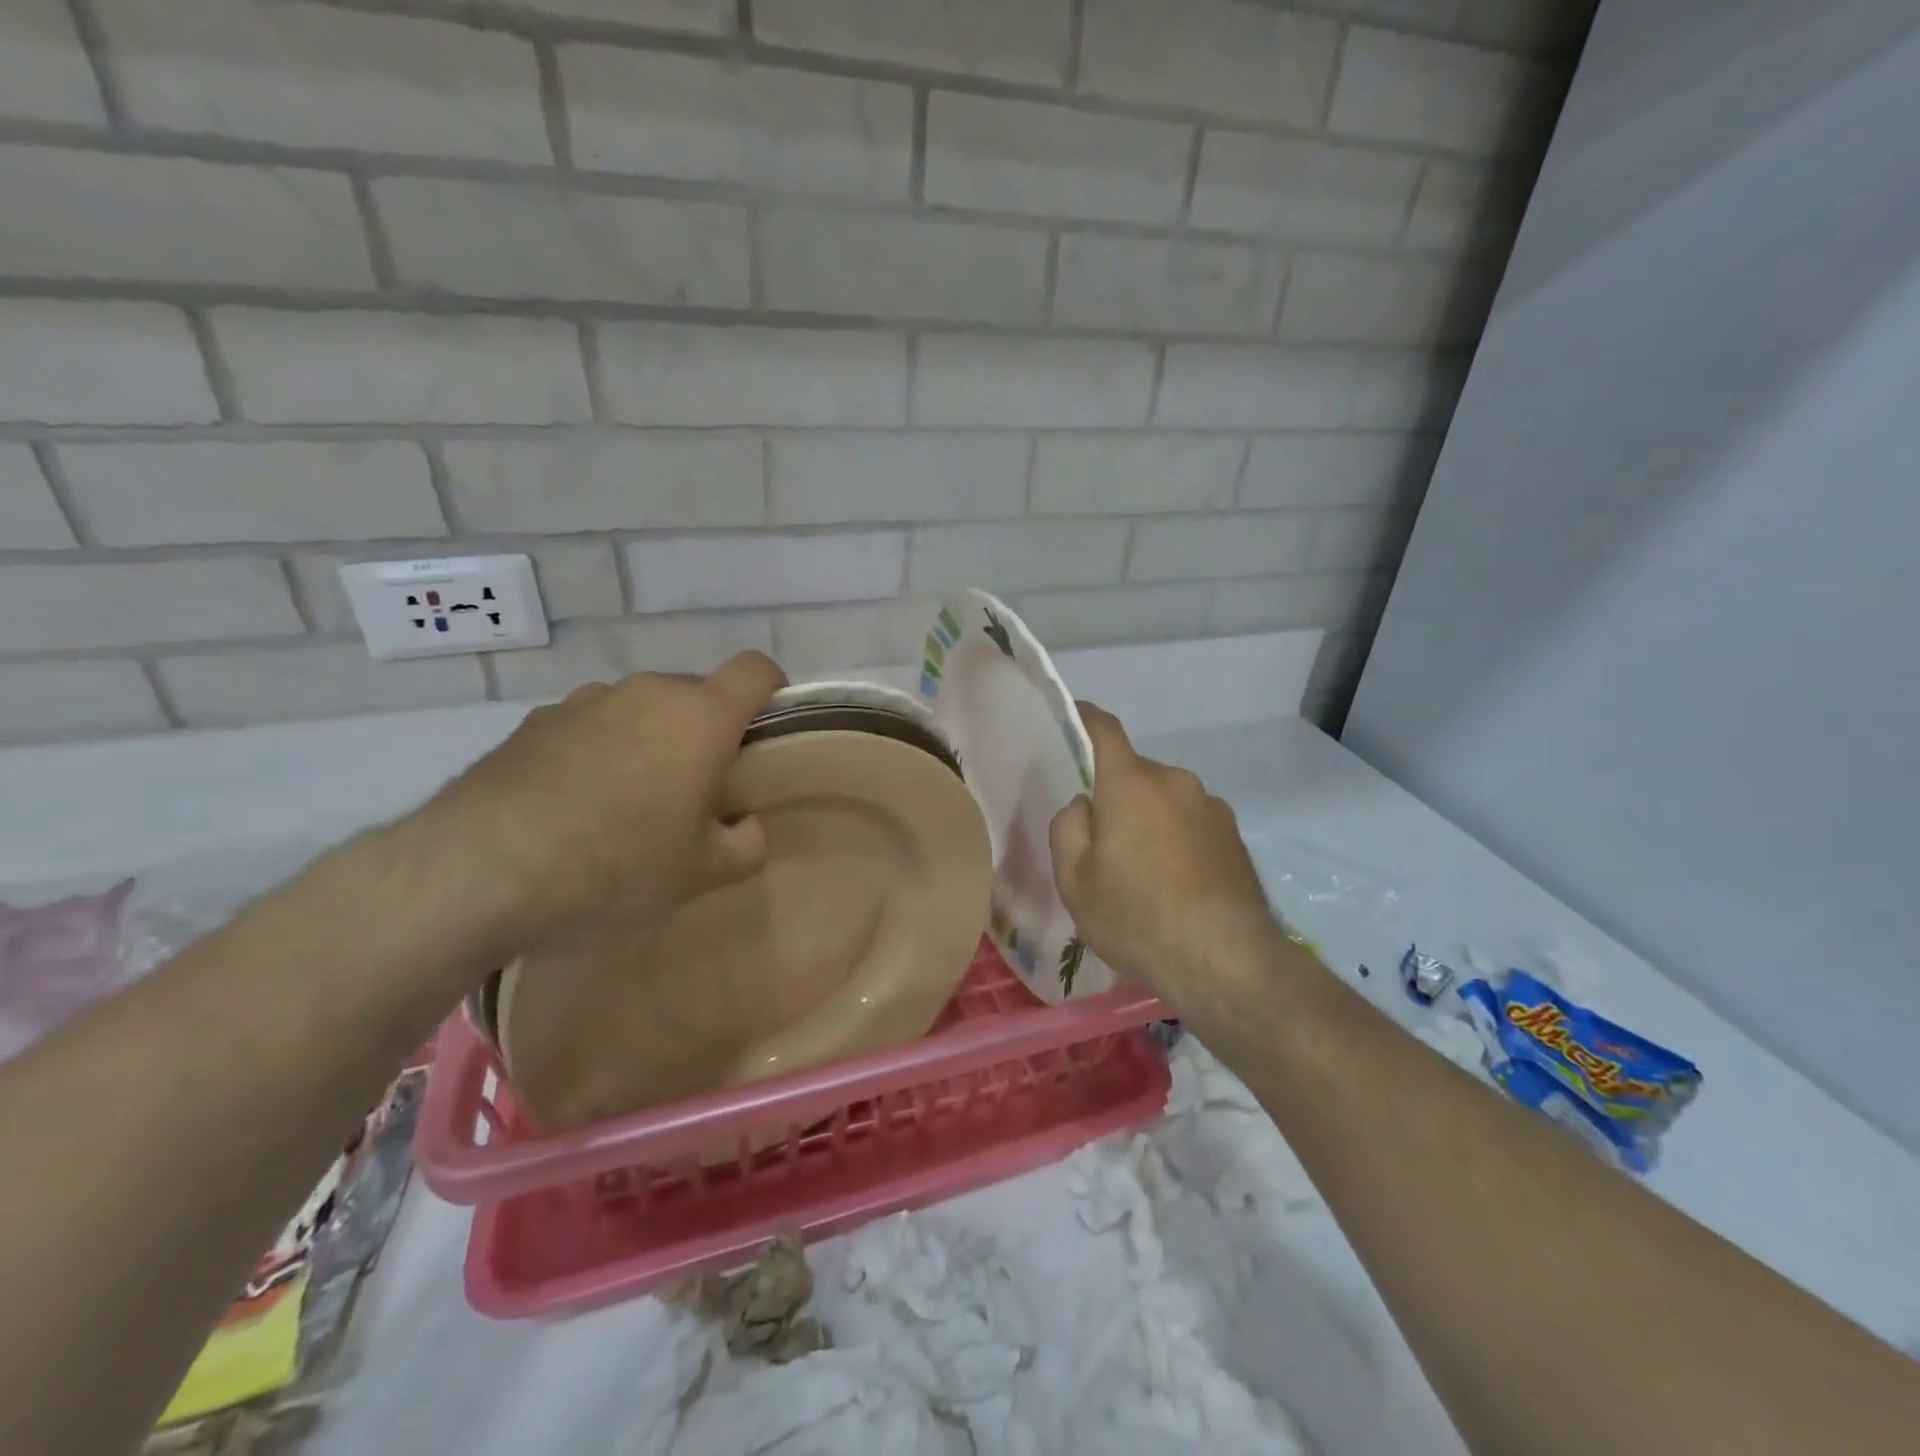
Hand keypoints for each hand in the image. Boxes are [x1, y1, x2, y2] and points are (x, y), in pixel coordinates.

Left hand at [413, 652, 787, 957]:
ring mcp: (584, 702)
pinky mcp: (534, 722)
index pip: (756, 669)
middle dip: (706, 732)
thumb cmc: (617, 865)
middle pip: (696, 694)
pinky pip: (590, 727)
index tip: (767, 730)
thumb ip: (744, 846)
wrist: (480, 869)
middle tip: (695, 791)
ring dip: (650, 741)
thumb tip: (746, 828)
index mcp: (700, 716)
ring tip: (627, 803)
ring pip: (640, 709)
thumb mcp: (699, 874)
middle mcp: (646, 692)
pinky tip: (573, 806)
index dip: (772, 690)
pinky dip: (598, 752)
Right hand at [1049, 703, 1280, 1015]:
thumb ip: (1068, 829)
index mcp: (1131, 784)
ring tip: (1145, 873)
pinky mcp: (1235, 835)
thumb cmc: (1137, 918)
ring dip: (1150, 819)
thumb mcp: (1075, 882)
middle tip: (1103, 843)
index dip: (1085, 718)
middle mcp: (1175, 782)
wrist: (1226, 961)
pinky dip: (1178, 838)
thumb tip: (1084, 805)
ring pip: (1165, 799)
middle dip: (1116, 795)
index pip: (1104, 730)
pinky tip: (1177, 884)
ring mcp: (1211, 807)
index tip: (1073, 714)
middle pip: (1134, 773)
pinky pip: (1192, 822)